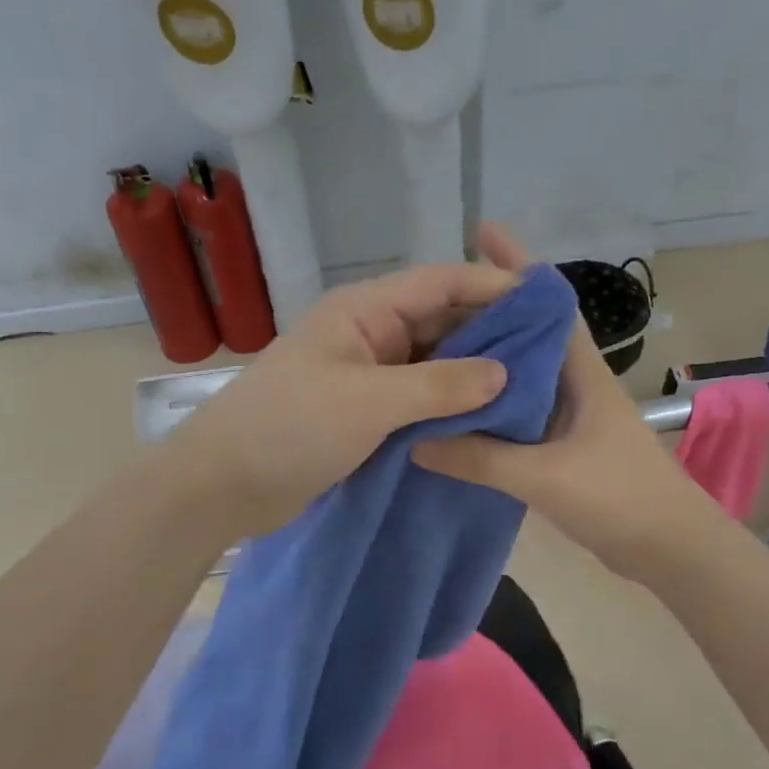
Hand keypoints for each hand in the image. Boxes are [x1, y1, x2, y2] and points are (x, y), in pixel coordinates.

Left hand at [164, 257, 517, 538]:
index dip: (492, 286)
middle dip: (490, 332)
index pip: (440, 283)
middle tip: (546, 351)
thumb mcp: (371, 403)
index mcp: (364, 311)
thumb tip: (504, 372)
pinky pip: (418, 396)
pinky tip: (486, 415)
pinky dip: (449, 403)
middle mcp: (370, 333)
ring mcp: (366, 373)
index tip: (544, 303)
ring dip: (472, 372)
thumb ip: (441, 385)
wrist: (222, 486)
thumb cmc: (291, 428)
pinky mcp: (365, 410)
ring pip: (432, 361)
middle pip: (440, 320)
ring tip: (528, 384)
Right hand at [412, 225, 722, 582]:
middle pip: (528, 331)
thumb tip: (414, 438)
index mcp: (581, 371)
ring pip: (520, 372)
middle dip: (488, 308)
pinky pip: (518, 410)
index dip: (518, 265)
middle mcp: (574, 382)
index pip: (548, 302)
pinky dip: (489, 402)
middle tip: (432, 299)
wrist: (672, 550)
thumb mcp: (545, 476)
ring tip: (434, 345)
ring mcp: (570, 413)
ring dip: (487, 356)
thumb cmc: (621, 498)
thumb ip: (480, 458)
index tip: (482, 233)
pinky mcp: (563, 444)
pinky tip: (458, 408)